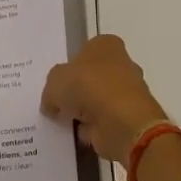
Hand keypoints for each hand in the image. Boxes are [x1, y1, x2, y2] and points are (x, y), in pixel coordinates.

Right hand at [42, 34, 169, 165]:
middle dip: (78, 90)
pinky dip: (92, 129)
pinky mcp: (129, 118)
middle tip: (57, 103)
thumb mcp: (55, 81)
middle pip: (92, 76)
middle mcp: (121, 64)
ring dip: (85, 111)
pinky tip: (77, 135)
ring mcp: (128, 92)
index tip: (58, 82)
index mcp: (106, 45)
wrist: (123, 123)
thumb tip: (53, 104)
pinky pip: (104, 122)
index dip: (70, 66)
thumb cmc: (89, 87)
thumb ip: (51, 90)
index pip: (85, 50)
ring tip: (64, 122)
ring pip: (98, 100)